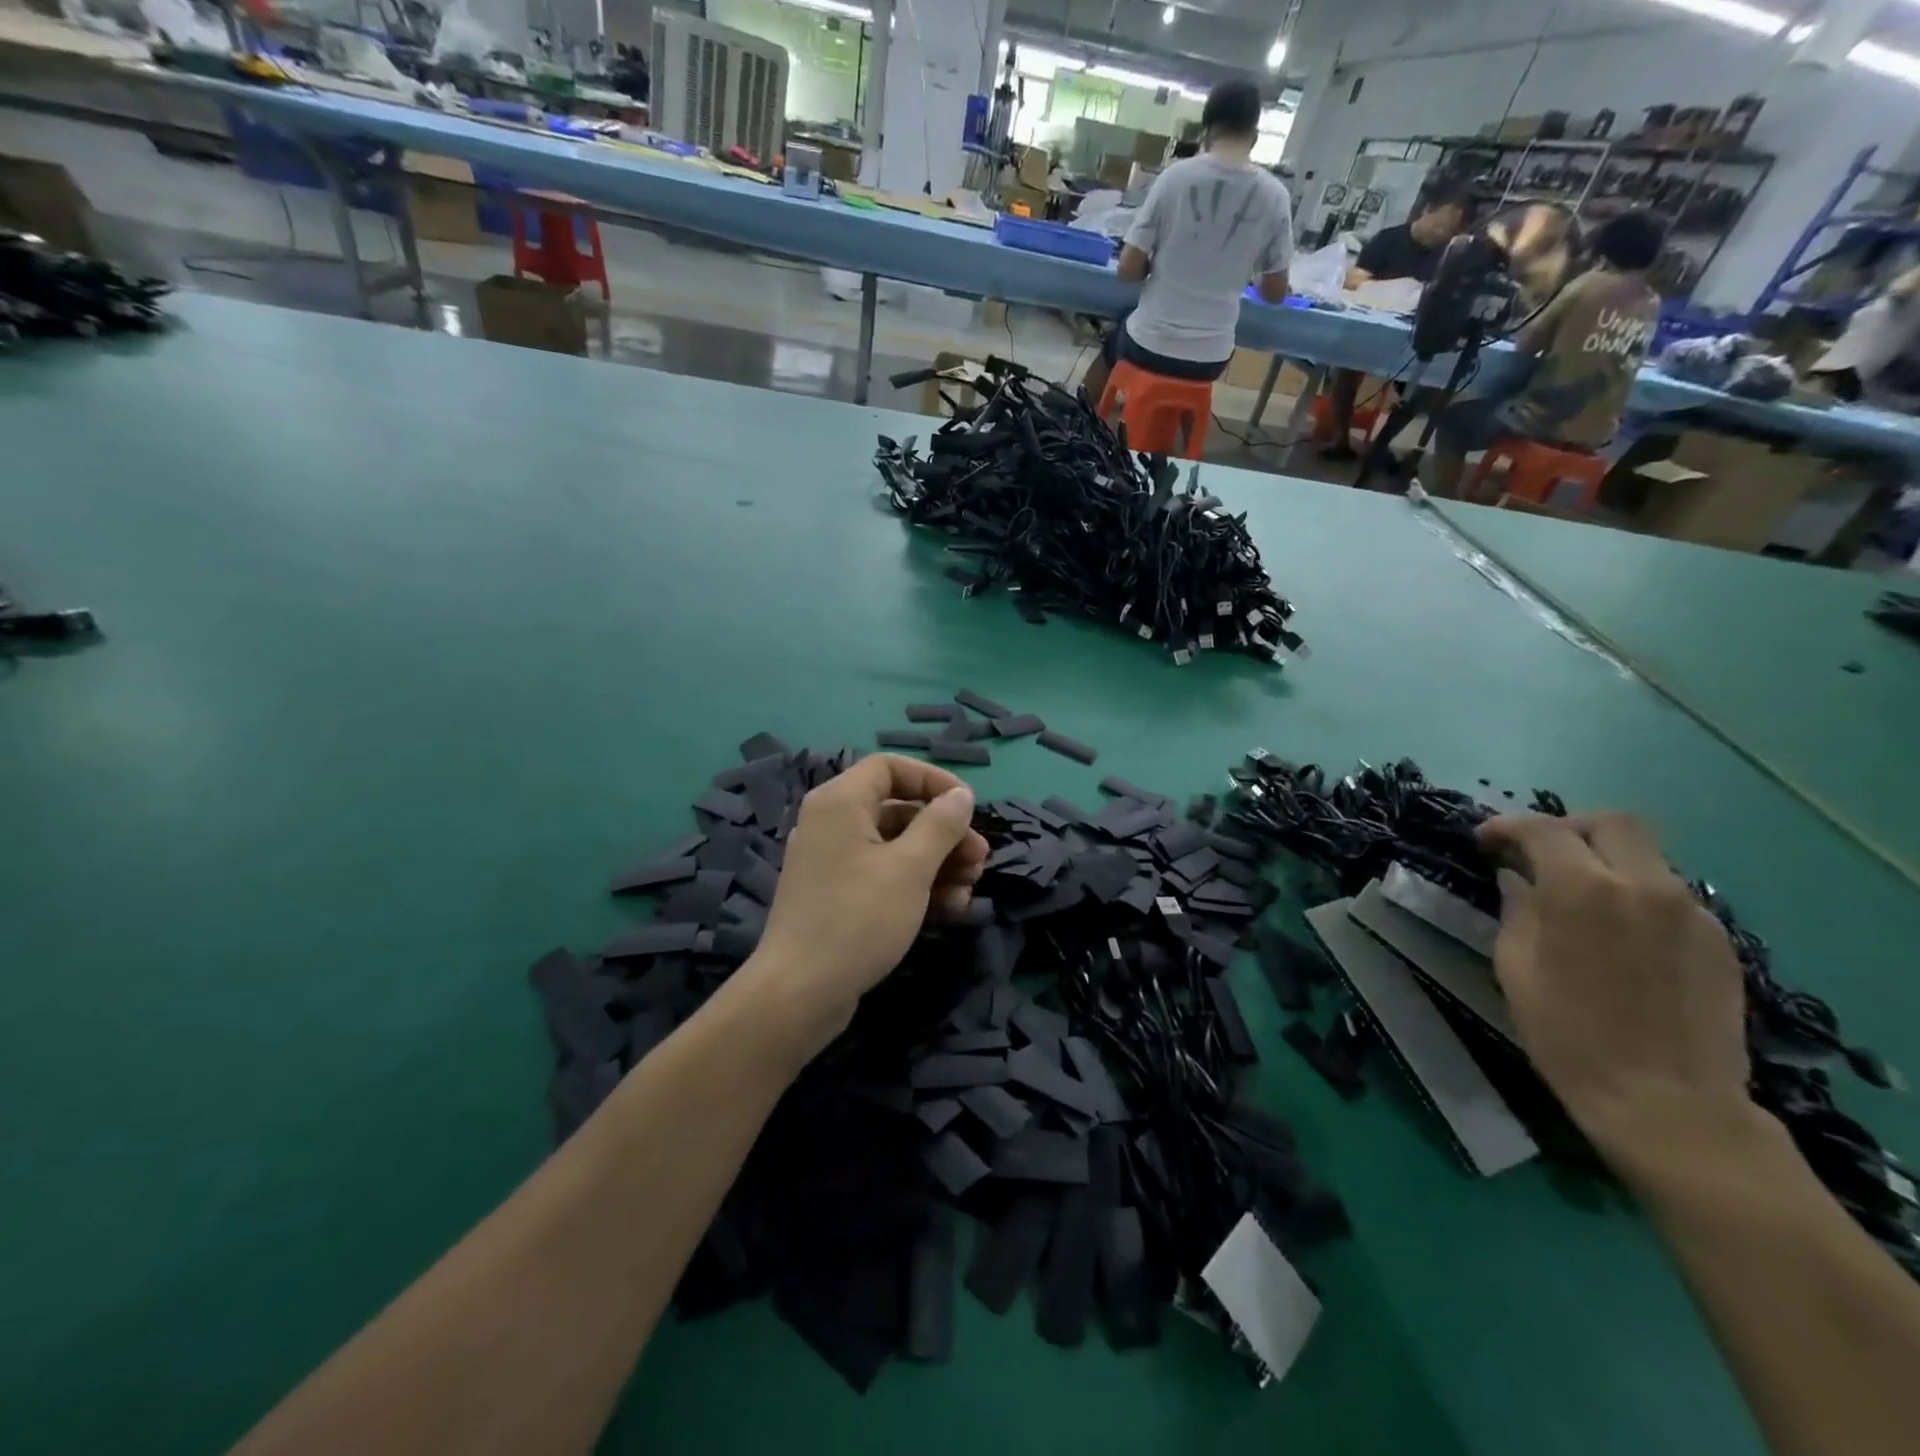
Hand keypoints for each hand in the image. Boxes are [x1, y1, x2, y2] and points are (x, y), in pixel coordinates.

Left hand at [734, 754, 987, 1057]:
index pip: (890, 768)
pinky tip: (948, 908)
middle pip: (898, 810)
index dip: (932, 780)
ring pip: (894, 846)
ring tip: (969, 889)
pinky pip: (882, 875)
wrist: (799, 994)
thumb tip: (961, 795)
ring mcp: (832, 862)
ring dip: (937, 862)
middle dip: (944, 833)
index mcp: (840, 802)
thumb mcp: (910, 869)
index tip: (967, 806)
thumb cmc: (858, 919)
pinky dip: (915, 884)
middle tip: (980, 859)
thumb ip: (940, 825)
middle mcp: (832, 823)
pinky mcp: (836, 895)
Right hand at [1477, 813, 1750, 1159]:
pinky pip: (1669, 895)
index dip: (1507, 827)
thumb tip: (1517, 880)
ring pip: (1646, 857)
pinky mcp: (1718, 940)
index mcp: (1584, 890)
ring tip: (1577, 896)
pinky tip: (1617, 933)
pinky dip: (1635, 895)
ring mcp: (1691, 912)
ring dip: (1604, 862)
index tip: (1486, 841)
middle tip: (1539, 853)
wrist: (1667, 1103)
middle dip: (1569, 828)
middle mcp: (1644, 886)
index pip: (1543, 829)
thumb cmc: (1568, 1034)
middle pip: (1612, 823)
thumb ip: (1517, 910)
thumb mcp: (1516, 967)